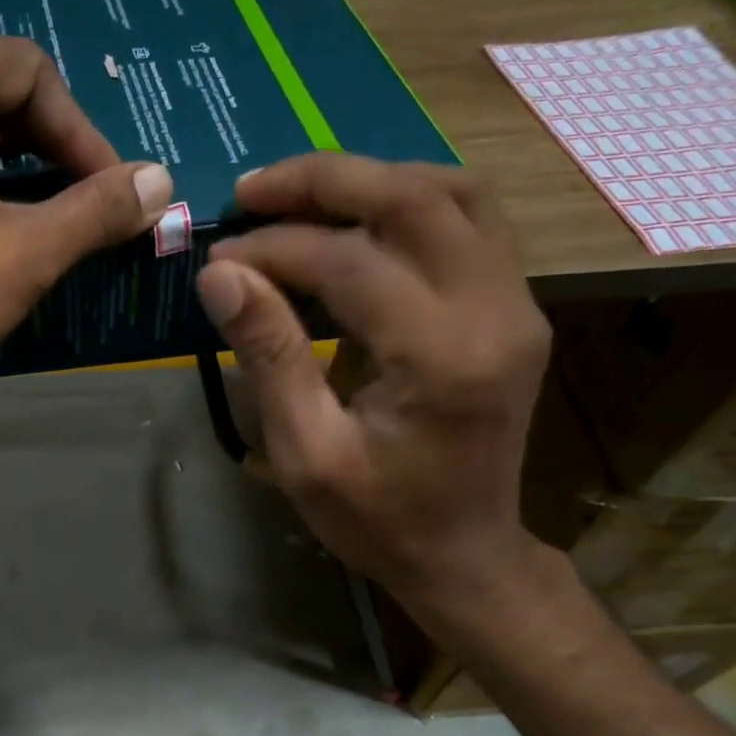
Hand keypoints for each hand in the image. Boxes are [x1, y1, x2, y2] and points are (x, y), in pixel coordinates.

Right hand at [195, 155, 550, 612]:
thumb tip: (220, 273)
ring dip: (371, 182)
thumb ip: (269, 356)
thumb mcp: (307, 454)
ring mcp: (517, 303)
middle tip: (251, 190)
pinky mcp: (514, 307)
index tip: (219, 256)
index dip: (276, 247)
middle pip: (416, 197)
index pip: (351, 262)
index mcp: (442, 358)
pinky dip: (405, 204)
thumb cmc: (378, 520)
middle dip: (324, 180)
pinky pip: (467, 221)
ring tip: (298, 198)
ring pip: (452, 193)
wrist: (465, 554)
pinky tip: (354, 222)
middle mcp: (495, 311)